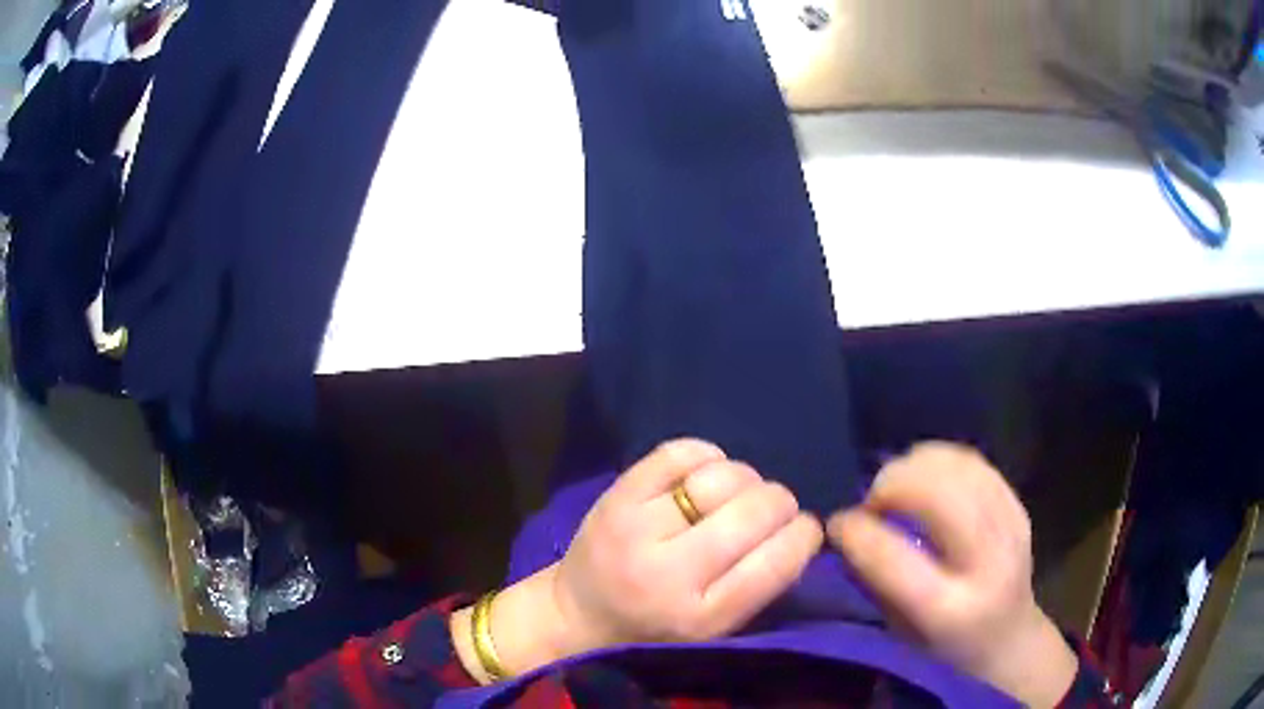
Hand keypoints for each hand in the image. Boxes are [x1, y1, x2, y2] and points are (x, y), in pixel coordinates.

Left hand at [454, 440, 821, 681]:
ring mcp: (637, 528)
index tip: (806, 528)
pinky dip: (707, 455)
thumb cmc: (655, 631)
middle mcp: (669, 573)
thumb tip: (801, 526)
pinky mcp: (616, 496)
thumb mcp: (714, 630)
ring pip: (720, 477)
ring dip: (746, 478)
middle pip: (753, 511)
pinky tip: (707, 472)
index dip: (804, 535)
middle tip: (775, 508)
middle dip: (780, 502)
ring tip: (739, 493)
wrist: (577, 615)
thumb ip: (759, 585)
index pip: (776, 563)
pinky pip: (679, 452)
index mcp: (702, 617)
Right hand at [827, 443, 1077, 706]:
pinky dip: (941, 460)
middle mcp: (988, 564)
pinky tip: (924, 475)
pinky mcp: (1019, 507)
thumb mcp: (899, 634)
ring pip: (960, 469)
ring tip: (895, 485)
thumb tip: (847, 529)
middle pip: (940, 497)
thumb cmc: (942, 651)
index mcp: (950, 611)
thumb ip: (875, 581)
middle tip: (871, 499)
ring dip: (916, 466)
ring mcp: (1011, 529)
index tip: (837, 522)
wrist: (1008, 643)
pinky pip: (975, 463)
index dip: (858, 531)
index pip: (895, 558)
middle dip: (894, 484)